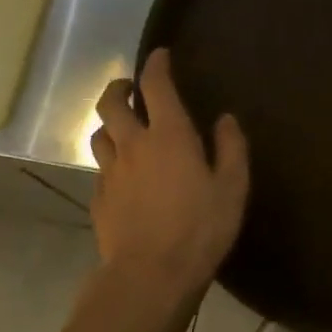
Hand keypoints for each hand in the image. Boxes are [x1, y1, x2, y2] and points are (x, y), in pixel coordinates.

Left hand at [90, 49, 248, 301]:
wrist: (150, 276)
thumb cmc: (200, 228)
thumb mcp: (232, 188)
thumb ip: (231, 148)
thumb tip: (225, 119)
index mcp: (169, 135)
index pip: (156, 86)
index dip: (157, 65)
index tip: (160, 55)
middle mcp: (133, 145)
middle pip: (111, 103)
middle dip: (119, 87)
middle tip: (130, 88)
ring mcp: (111, 172)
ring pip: (99, 134)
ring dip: (110, 124)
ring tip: (123, 128)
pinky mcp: (99, 198)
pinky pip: (101, 168)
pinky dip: (111, 159)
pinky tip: (123, 173)